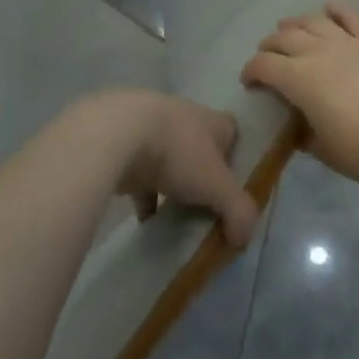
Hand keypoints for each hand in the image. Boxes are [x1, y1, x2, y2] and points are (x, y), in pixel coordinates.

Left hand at [99, 91, 260, 247]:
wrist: (114, 136)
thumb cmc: (177, 153)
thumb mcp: (217, 186)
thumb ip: (238, 212)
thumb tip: (244, 239)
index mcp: (213, 121)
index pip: (233, 134)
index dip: (237, 160)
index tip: (234, 188)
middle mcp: (184, 119)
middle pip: (201, 150)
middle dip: (203, 177)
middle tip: (207, 208)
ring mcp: (151, 129)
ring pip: (169, 162)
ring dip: (173, 187)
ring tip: (176, 217)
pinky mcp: (123, 146)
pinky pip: (140, 176)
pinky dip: (144, 198)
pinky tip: (145, 221)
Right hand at [241, 3, 358, 189]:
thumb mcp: (322, 149)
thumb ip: (304, 134)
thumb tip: (298, 128)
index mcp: (298, 78)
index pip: (263, 65)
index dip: (250, 71)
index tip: (249, 82)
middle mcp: (318, 51)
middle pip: (284, 38)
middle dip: (270, 46)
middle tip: (267, 57)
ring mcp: (349, 42)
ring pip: (314, 21)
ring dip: (296, 24)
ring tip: (290, 30)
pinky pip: (352, 17)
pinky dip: (337, 10)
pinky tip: (330, 8)